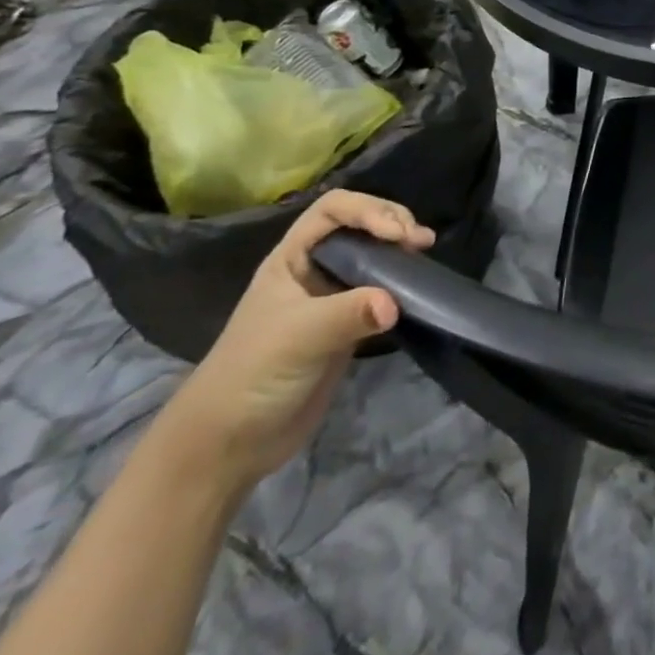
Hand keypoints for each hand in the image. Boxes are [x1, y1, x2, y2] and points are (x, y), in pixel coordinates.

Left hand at [162, 190, 433, 490]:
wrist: (229, 445)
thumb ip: (348, 314)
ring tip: (425, 253)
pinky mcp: (347, 325)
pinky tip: (418, 286)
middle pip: (358, 224)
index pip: (333, 209)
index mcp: (291, 258)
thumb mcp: (298, 338)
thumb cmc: (252, 375)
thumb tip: (395, 304)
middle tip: (419, 241)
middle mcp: (313, 269)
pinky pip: (380, 290)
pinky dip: (401, 282)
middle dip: (391, 222)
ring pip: (373, 254)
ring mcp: (331, 297)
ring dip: (400, 248)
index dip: (368, 211)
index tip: (397, 235)